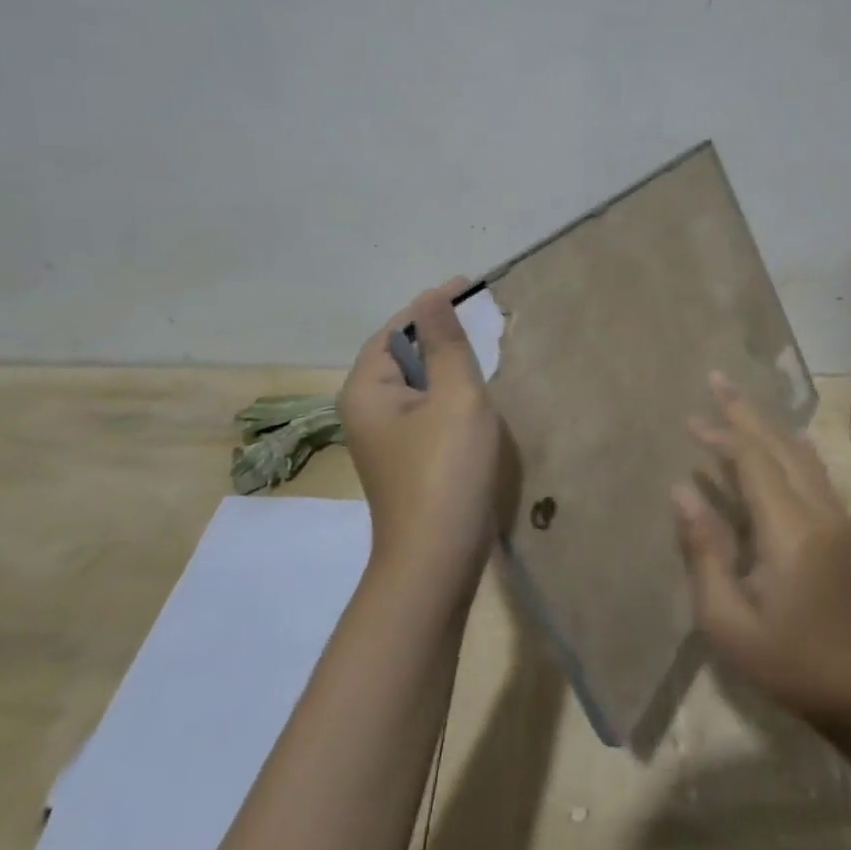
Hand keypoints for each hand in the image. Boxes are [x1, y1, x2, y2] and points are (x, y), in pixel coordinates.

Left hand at [339, 278, 506, 594]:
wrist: (436, 562)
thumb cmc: (446, 471)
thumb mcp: (455, 397)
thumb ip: (446, 343)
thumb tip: (432, 294)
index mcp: (367, 389)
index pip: (397, 329)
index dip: (432, 305)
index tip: (470, 287)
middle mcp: (365, 410)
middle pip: (402, 355)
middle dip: (440, 333)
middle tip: (482, 317)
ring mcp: (384, 439)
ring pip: (417, 384)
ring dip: (447, 365)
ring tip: (484, 349)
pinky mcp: (405, 459)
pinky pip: (425, 410)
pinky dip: (448, 394)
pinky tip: (476, 397)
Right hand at [672, 374, 850, 723]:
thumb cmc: (788, 661)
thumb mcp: (728, 621)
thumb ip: (704, 551)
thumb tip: (681, 491)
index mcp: (790, 529)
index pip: (753, 462)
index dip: (721, 436)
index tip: (690, 422)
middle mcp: (819, 510)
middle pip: (780, 444)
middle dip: (744, 411)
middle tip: (716, 378)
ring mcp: (837, 517)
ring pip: (800, 454)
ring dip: (767, 426)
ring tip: (739, 404)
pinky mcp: (844, 528)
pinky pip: (814, 471)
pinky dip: (790, 447)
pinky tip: (786, 440)